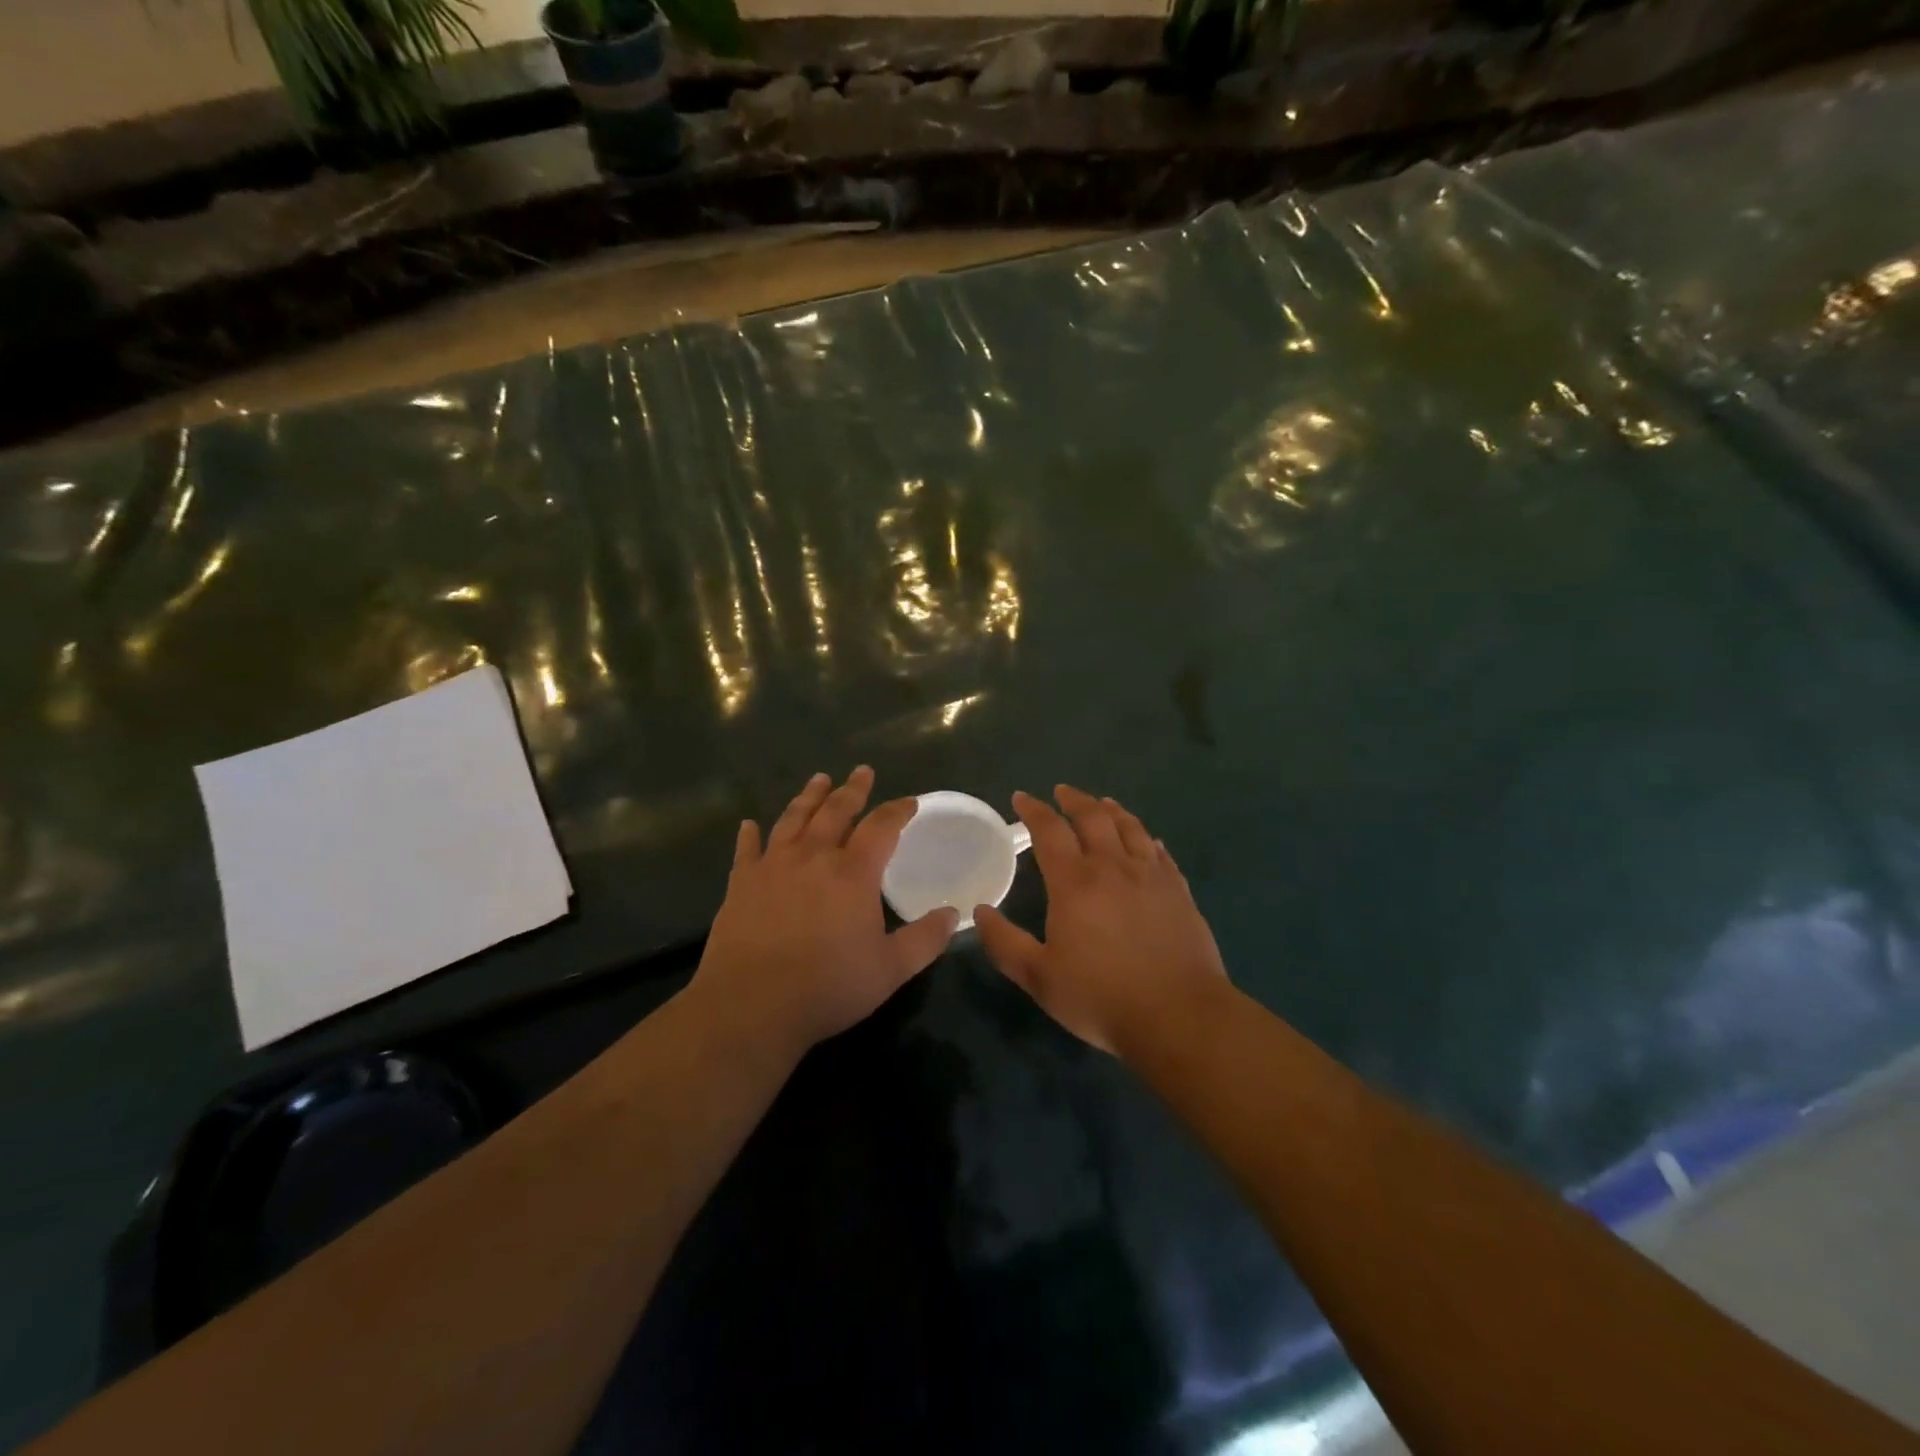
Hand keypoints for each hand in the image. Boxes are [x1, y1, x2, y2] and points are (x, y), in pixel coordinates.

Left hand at [690, 767, 957, 1057]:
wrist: (752, 1005)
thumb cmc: (828, 986)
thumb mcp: (890, 970)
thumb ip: (925, 939)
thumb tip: (953, 914)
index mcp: (853, 873)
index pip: (881, 827)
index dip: (897, 811)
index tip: (909, 802)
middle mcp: (813, 857)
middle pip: (835, 811)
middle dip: (852, 790)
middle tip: (862, 772)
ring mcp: (773, 866)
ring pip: (793, 819)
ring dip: (808, 797)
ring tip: (819, 780)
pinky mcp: (741, 883)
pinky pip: (747, 849)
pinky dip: (749, 835)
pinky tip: (749, 825)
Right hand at [974, 786, 1229, 1058]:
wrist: (1179, 1015)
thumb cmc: (1101, 996)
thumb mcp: (1039, 977)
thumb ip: (1005, 943)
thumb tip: (981, 911)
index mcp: (1075, 882)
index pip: (1049, 831)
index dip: (1033, 810)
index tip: (1021, 797)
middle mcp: (1113, 867)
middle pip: (1092, 817)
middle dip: (1073, 800)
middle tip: (1062, 791)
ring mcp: (1151, 876)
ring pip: (1130, 828)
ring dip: (1112, 810)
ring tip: (1103, 803)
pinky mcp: (1179, 892)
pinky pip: (1161, 854)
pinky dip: (1147, 839)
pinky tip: (1148, 841)